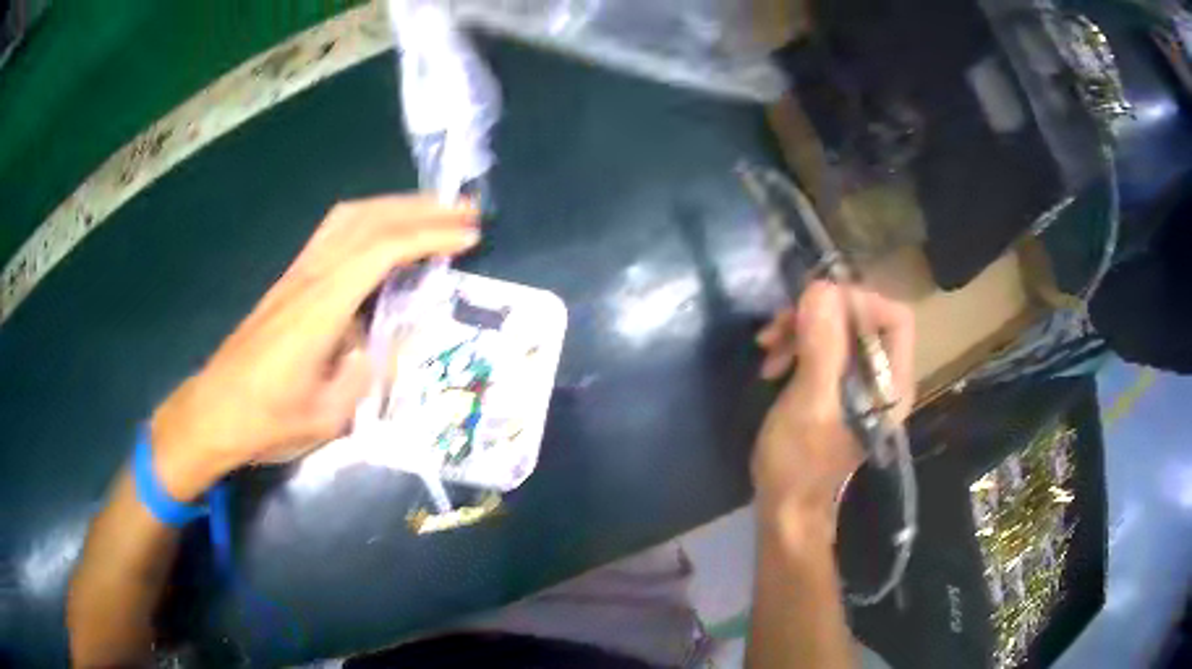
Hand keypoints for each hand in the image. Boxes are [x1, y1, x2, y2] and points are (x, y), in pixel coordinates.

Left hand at [150, 196, 478, 500]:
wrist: (214, 411)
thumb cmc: (269, 420)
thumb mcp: (330, 415)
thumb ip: (371, 371)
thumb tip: (405, 337)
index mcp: (320, 307)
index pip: (381, 250)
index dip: (429, 236)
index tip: (469, 236)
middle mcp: (309, 276)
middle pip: (368, 219)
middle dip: (421, 208)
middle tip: (466, 210)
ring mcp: (297, 273)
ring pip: (349, 217)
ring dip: (396, 205)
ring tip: (435, 212)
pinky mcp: (290, 280)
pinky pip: (334, 232)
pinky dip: (370, 219)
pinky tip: (386, 232)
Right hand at [752, 281, 914, 540]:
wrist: (786, 506)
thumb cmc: (799, 463)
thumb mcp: (809, 404)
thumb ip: (821, 348)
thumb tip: (820, 289)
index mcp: (890, 383)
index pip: (895, 317)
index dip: (858, 301)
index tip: (813, 307)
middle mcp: (883, 378)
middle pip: (864, 319)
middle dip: (820, 314)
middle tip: (780, 325)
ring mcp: (860, 383)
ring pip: (840, 330)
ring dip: (803, 328)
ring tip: (769, 346)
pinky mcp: (838, 389)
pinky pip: (825, 349)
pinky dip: (799, 345)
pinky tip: (773, 361)